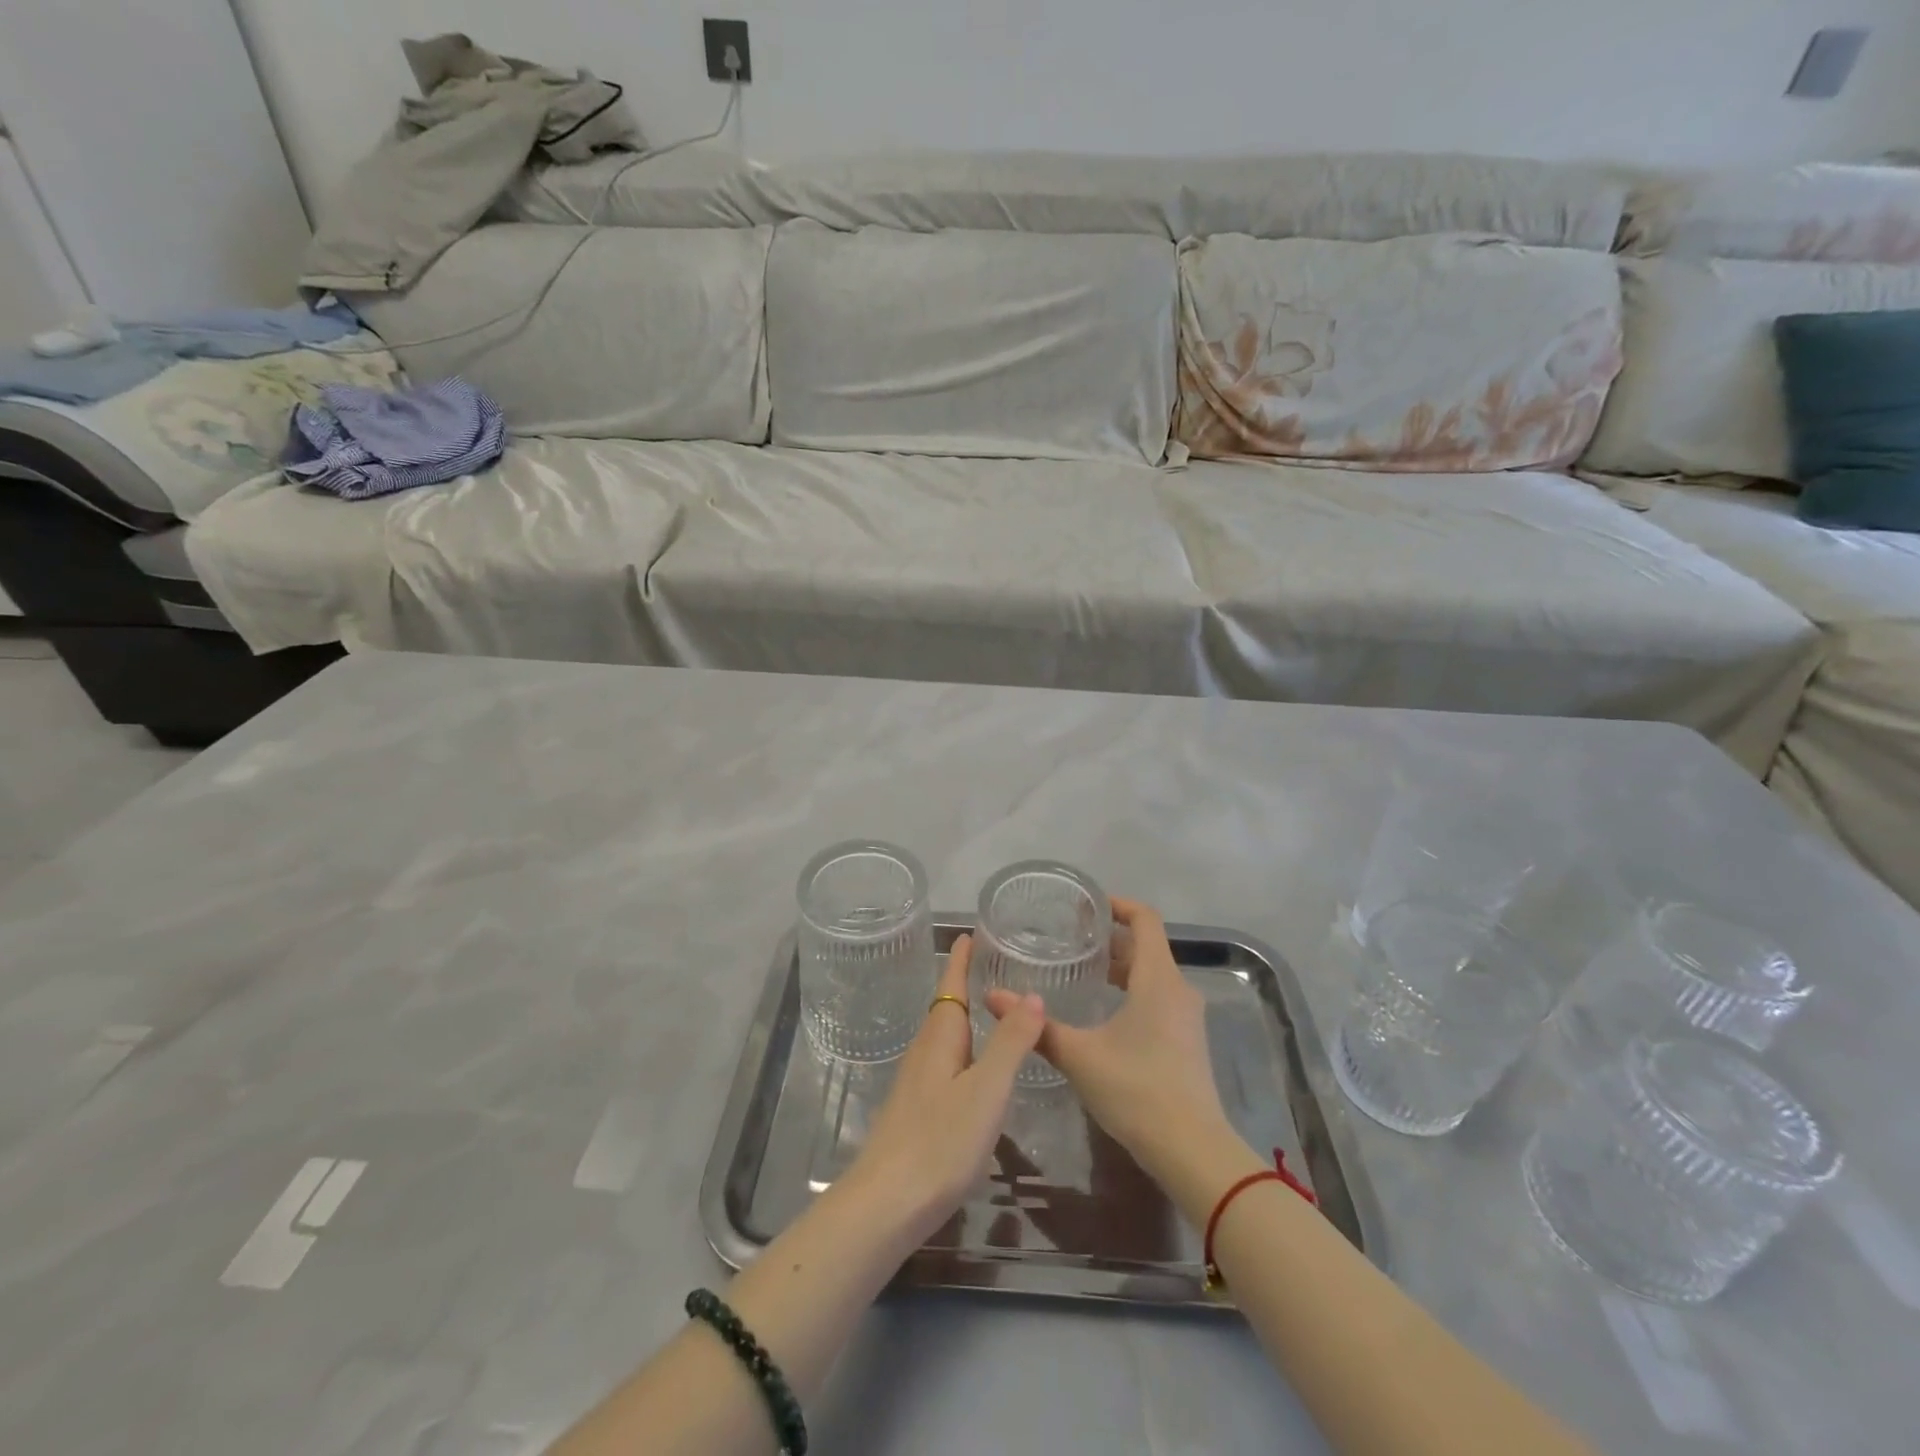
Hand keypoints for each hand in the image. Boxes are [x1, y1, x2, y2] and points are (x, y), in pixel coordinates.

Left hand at [838, 934, 1046, 1245]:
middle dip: (964, 985)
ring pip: (944, 1038)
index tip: (968, 933)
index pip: (951, 985)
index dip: (961, 961)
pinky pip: (944, 1065)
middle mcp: (925, 1052)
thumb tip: (1032, 993)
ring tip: (990, 1011)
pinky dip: (963, 1051)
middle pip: (946, 1009)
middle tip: (991, 965)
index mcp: (940, 1038)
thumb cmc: (940, 1141)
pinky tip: (974, 1071)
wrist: (885, 1205)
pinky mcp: (916, 1112)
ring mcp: (916, 1084)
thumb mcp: (987, 1089)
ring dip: (964, 1018)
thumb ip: (1011, 1043)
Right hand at [985, 897, 1230, 1184]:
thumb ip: (1037, 1027)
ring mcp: (1187, 1017)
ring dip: (1120, 967)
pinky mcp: (1187, 1041)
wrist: (1193, 1151)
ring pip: (1152, 975)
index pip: (1144, 919)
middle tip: (1071, 938)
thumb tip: (993, 997)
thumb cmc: (1137, 1090)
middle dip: (1111, 938)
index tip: (1086, 906)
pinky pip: (1158, 998)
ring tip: (1081, 971)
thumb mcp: (1079, 1056)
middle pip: (1147, 947)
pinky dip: (1131, 991)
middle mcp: (1178, 989)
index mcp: (1157, 978)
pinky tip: (1103, 1012)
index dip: (1117, 905)